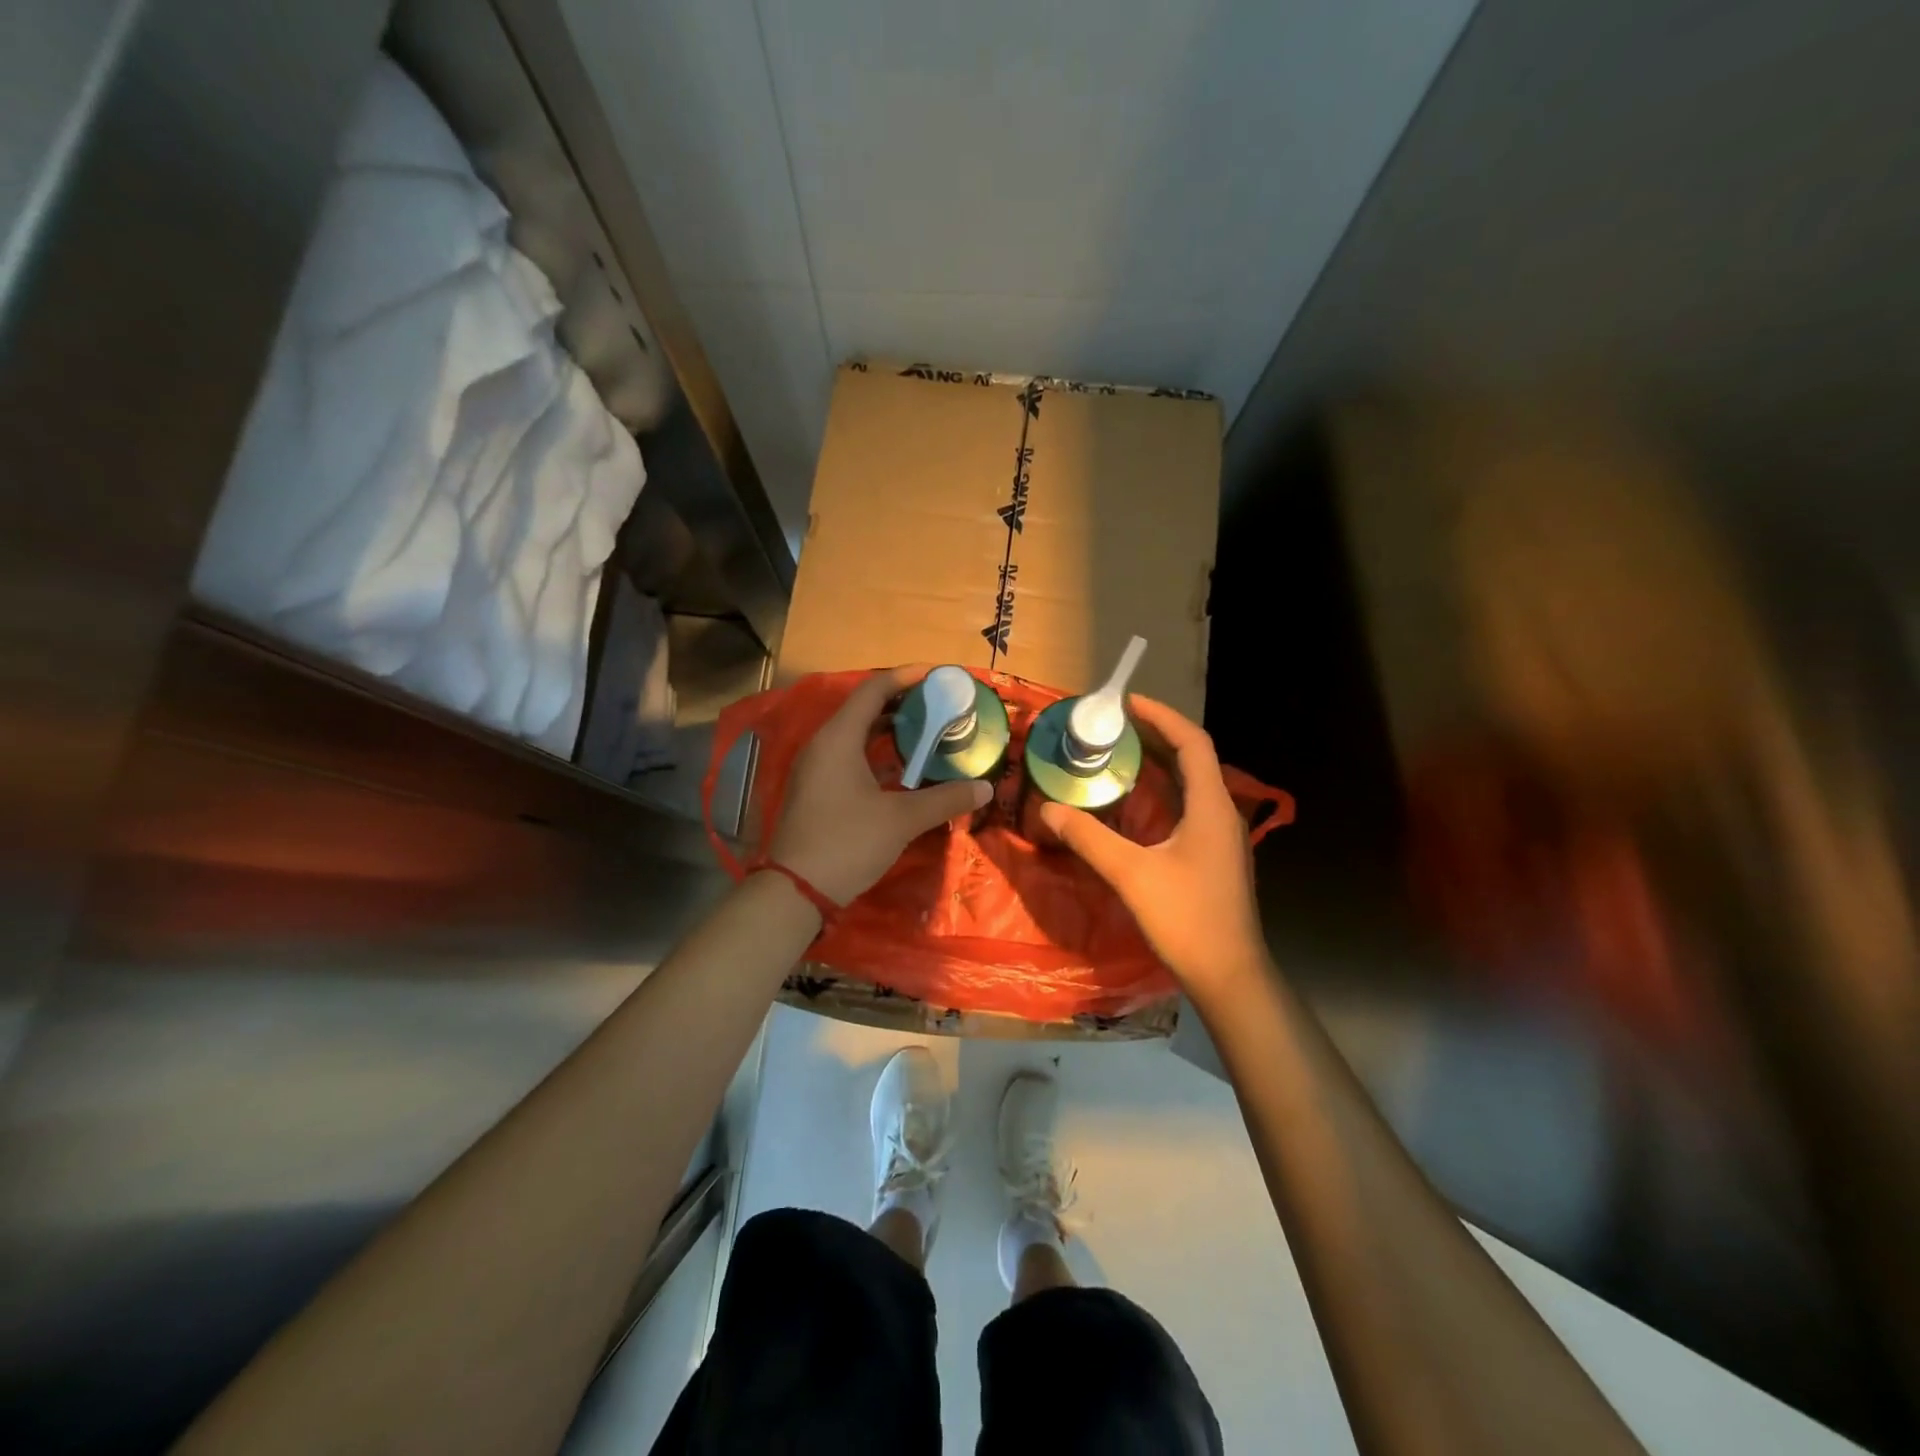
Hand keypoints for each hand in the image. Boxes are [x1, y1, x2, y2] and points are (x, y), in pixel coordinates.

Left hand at [768, 665, 991, 904]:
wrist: (795, 891)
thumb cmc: (847, 843)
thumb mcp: (902, 819)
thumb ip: (945, 799)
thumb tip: (984, 788)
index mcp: (838, 739)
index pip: (873, 691)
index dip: (905, 678)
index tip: (937, 676)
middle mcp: (822, 745)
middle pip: (863, 709)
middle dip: (901, 704)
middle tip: (938, 705)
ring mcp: (815, 769)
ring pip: (855, 735)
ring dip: (888, 730)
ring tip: (925, 731)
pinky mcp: (815, 790)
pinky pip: (848, 756)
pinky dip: (875, 753)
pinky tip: (901, 768)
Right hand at [1039, 696, 1268, 995]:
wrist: (1230, 976)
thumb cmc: (1186, 919)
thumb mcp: (1131, 874)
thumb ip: (1089, 837)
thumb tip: (1048, 808)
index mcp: (1210, 806)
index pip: (1192, 742)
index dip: (1162, 716)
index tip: (1127, 702)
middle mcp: (1221, 813)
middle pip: (1192, 758)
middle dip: (1155, 736)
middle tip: (1113, 727)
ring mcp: (1221, 836)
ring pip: (1191, 784)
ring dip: (1159, 764)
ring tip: (1119, 755)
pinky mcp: (1214, 856)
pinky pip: (1188, 807)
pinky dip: (1162, 793)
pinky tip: (1135, 804)